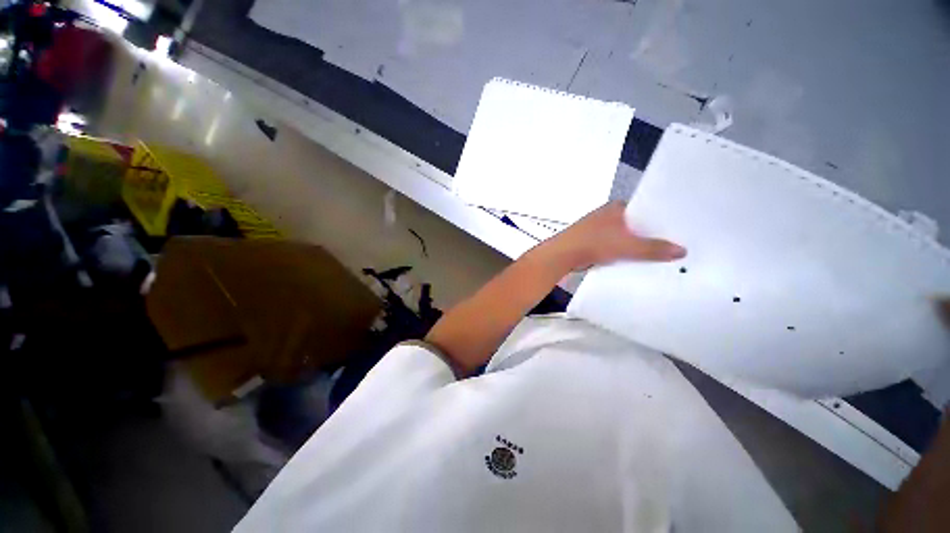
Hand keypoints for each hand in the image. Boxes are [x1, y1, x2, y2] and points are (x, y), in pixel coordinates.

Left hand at [538, 202, 686, 270]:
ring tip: (661, 255)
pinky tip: (637, 262)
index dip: (662, 219)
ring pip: (625, 237)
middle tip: (676, 245)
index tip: (680, 229)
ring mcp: (599, 229)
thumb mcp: (627, 245)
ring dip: (637, 246)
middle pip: (636, 225)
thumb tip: (682, 251)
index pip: (646, 209)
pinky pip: (615, 246)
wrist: (563, 255)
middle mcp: (608, 215)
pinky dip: (624, 253)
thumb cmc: (594, 242)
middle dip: (651, 235)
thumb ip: (653, 248)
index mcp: (616, 207)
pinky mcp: (593, 242)